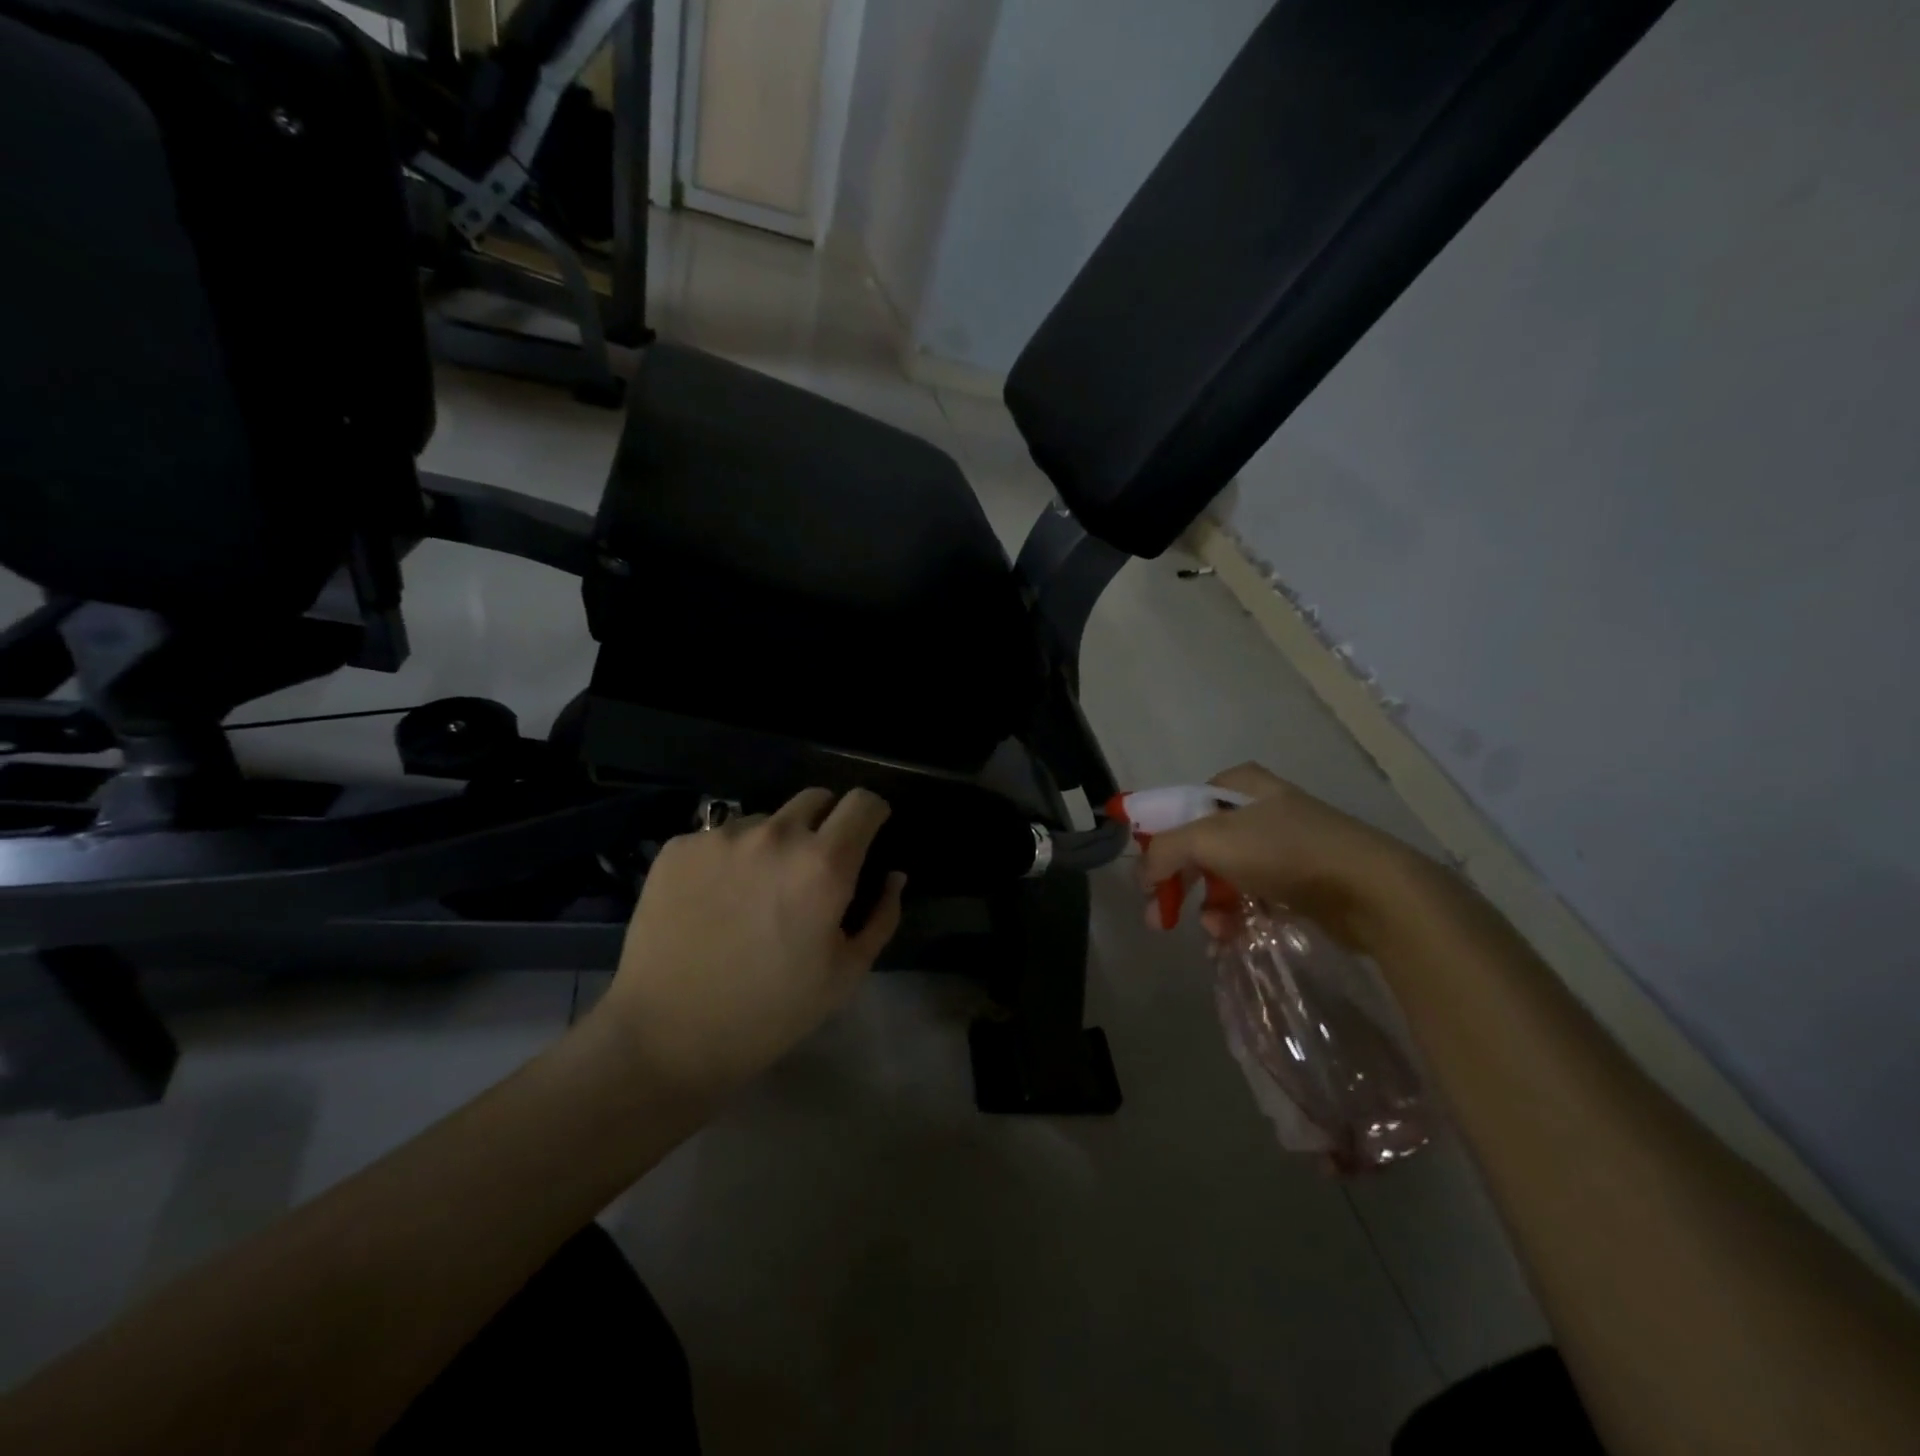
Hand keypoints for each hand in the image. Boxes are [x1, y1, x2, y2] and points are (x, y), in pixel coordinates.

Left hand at [596, 788, 905, 1098]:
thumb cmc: (770, 1012)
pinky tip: (715, 901)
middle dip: (826, 823)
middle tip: (813, 869)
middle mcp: (775, 834)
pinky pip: (720, 838)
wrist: (667, 1036)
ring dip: (774, 844)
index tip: (868, 836)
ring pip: (767, 820)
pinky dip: (729, 859)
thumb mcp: (845, 974)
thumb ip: (881, 915)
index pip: (863, 802)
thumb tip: (892, 875)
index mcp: (823, 863)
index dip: (872, 815)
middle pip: (816, 798)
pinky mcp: (679, 847)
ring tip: (756, 893)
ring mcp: (722, 837)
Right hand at [1140, 764, 1425, 952]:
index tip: (1148, 875)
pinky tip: (1229, 941)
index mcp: (1238, 785)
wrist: (1369, 889)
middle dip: (1179, 883)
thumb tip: (1143, 876)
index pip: (1182, 806)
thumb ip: (1163, 850)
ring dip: (1209, 908)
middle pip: (1200, 846)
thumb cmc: (1283, 850)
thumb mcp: (1208, 839)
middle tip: (1160, 916)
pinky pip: (1253, 899)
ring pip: (1225, 877)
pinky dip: (1236, 919)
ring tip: (1212, 934)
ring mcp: (1283, 845)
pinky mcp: (1301, 880)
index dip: (1159, 839)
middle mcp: (1259, 810)